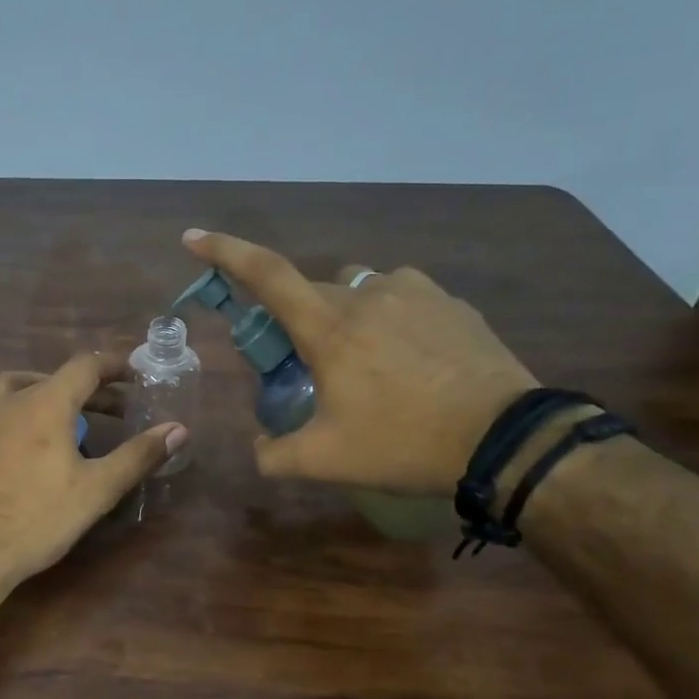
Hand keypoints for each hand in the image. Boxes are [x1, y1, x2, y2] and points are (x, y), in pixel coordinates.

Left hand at [0, 352, 186, 588]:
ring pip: (3, 398)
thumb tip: (178, 428)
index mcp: (42, 405)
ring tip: (50, 425)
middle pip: (44, 380)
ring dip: (32, 402)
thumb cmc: (35, 520)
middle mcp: (1, 405)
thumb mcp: (96, 490)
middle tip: (104, 409)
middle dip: (79, 390)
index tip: (132, 374)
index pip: (83, 366)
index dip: (112, 365)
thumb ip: (137, 456)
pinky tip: (3, 457)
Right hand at [183, 229, 536, 494]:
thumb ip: (275, 456)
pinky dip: (391, 318)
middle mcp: (367, 294)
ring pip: (360, 290)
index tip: (194, 238)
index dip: (225, 251)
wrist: (504, 440)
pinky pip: (404, 297)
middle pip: (313, 291)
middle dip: (300, 321)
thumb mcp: (326, 461)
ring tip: (366, 363)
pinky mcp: (451, 303)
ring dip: (348, 316)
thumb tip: (258, 450)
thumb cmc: (404, 443)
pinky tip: (409, 359)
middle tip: (310, 369)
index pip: (266, 274)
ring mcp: (415, 292)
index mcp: (329, 326)